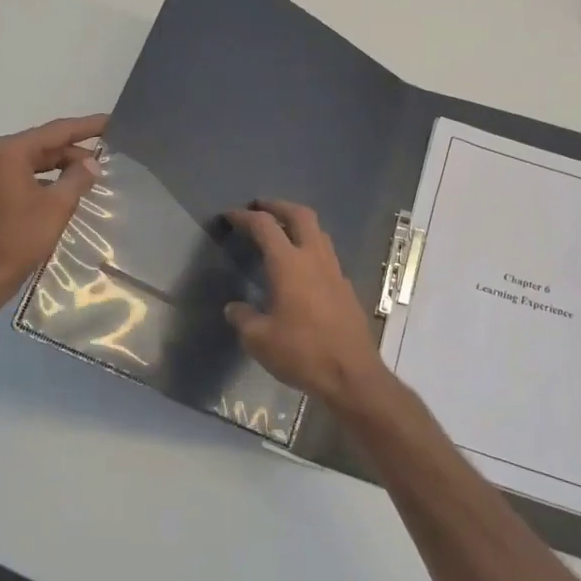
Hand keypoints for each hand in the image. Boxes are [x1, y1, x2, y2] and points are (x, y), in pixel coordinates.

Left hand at [0, 114, 106, 311]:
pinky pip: (17, 179)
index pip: (55, 131)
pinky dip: (40, 182)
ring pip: (28, 164)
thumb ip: (77, 178)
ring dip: (57, 168)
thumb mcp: (56, 207)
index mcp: (7, 152)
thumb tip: (91, 162)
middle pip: (40, 146)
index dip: (86, 127)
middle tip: (104, 160)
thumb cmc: (17, 240)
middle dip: (72, 152)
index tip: (111, 122)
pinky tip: (59, 194)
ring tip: (87, 176)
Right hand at [224, 200, 390, 407]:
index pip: (264, 226)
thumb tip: (234, 308)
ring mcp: (335, 271)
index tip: (229, 216)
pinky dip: (310, 248)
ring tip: (281, 232)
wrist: (351, 374)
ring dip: (298, 224)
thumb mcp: (259, 340)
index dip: (244, 217)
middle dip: (278, 206)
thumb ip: (243, 318)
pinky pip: (326, 255)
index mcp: (289, 264)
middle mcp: (314, 258)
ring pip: (318, 232)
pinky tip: (301, 269)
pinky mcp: (346, 287)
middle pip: (300, 215)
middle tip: (260, 208)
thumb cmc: (302, 353)